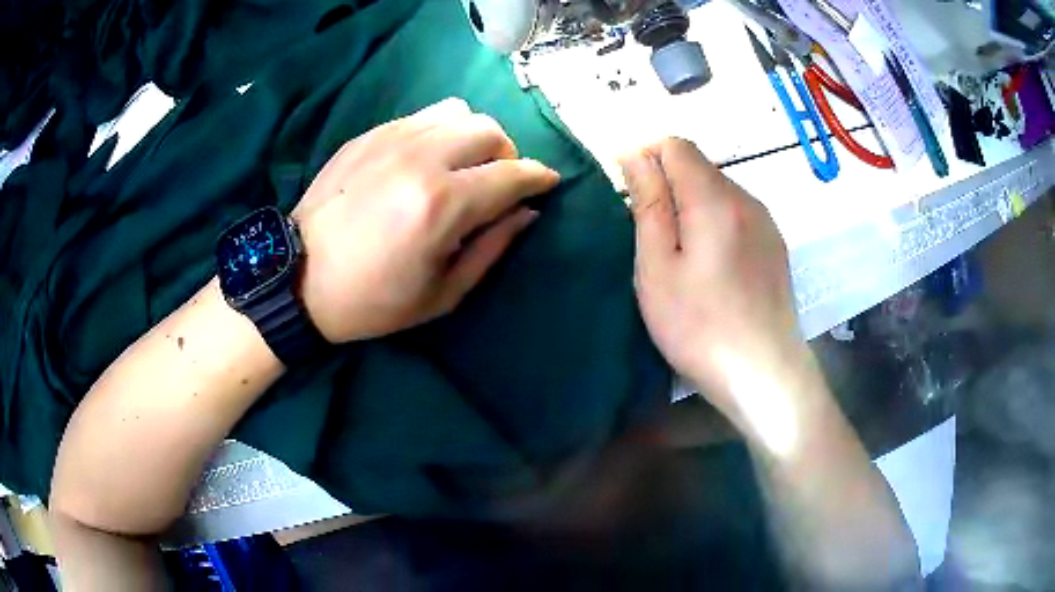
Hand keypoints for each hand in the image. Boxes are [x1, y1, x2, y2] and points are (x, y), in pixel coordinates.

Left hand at [292, 98, 559, 342]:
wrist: (299, 278)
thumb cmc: (373, 300)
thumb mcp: (443, 293)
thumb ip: (493, 247)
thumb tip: (526, 212)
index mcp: (442, 204)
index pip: (513, 174)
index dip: (539, 178)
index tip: (547, 184)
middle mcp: (421, 158)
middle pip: (490, 131)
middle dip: (507, 156)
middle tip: (497, 184)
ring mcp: (391, 139)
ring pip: (459, 112)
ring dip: (474, 137)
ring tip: (462, 165)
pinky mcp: (369, 134)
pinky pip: (423, 115)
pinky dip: (440, 131)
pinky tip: (426, 159)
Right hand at [621, 138, 808, 415]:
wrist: (764, 373)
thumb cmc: (699, 326)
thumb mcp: (657, 266)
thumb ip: (648, 203)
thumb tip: (634, 153)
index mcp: (714, 198)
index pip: (675, 145)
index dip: (647, 160)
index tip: (632, 200)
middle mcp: (746, 199)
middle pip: (698, 166)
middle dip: (668, 187)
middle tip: (653, 242)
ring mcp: (765, 222)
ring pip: (717, 191)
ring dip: (691, 207)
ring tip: (682, 260)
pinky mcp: (774, 245)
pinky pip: (736, 214)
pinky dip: (714, 224)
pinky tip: (713, 270)